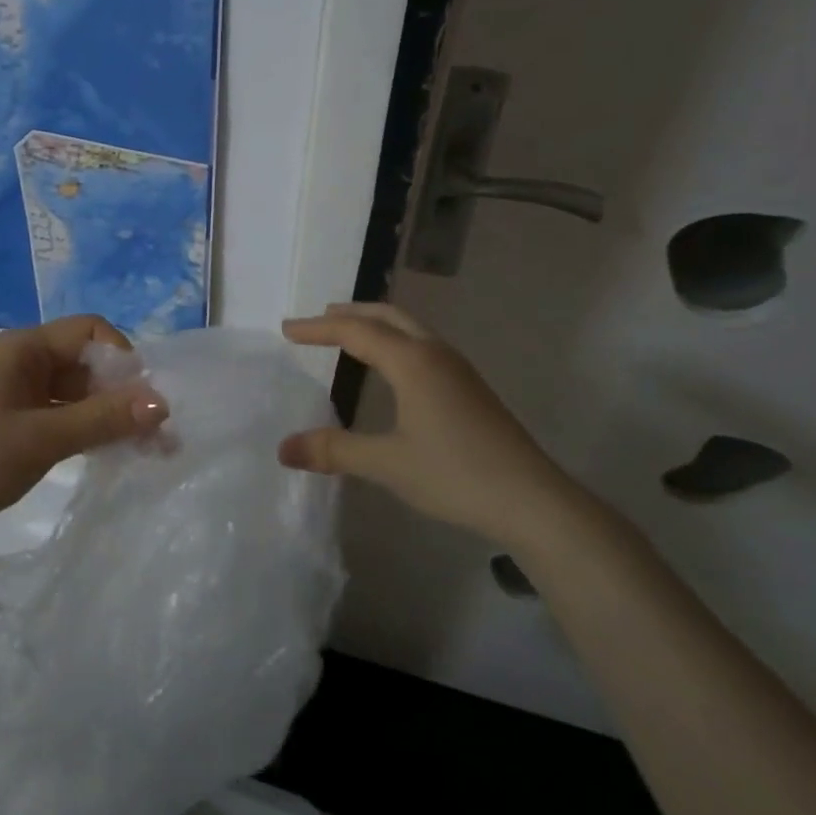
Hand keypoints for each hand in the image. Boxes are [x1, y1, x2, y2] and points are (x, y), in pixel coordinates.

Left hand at [0, 315, 168, 550]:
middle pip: (88, 363)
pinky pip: (67, 418)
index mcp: (23, 349)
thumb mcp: (44, 438)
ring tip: (151, 450)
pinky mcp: (20, 427)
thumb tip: (163, 402)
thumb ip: (104, 418)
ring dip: (113, 416)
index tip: (145, 397)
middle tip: (159, 433)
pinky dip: (92, 432)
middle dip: (124, 393)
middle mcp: (24, 364)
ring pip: (80, 394)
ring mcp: (21, 396)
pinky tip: (117, 454)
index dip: (122, 357)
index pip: (89, 331)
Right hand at [279, 303, 578, 546]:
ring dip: (375, 324)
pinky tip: (392, 368)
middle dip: (349, 314)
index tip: (287, 329)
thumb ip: (334, 451)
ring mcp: (457, 368)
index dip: (318, 329)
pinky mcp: (469, 387)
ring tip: (349, 336)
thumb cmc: (455, 475)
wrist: (533, 500)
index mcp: (412, 362)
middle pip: (386, 316)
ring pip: (409, 328)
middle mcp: (435, 353)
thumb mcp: (387, 464)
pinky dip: (395, 340)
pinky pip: (422, 345)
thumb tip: (282, 448)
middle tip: (318, 320)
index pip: (355, 331)